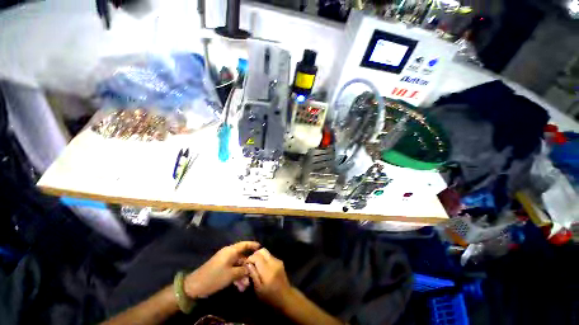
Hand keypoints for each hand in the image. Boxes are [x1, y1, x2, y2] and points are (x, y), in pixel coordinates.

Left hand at [184, 241, 259, 297]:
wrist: (195, 286)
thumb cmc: (215, 277)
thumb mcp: (231, 275)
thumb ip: (243, 271)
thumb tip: (250, 269)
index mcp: (231, 251)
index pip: (245, 244)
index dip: (253, 245)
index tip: (260, 248)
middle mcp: (229, 253)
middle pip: (242, 256)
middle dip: (248, 266)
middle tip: (253, 275)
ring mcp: (224, 261)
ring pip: (238, 265)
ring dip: (242, 274)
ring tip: (245, 286)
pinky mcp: (221, 268)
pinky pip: (232, 269)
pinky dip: (236, 276)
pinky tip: (239, 286)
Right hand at [245, 248, 292, 308]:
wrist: (286, 297)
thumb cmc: (270, 297)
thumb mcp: (258, 289)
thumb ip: (253, 275)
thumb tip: (248, 264)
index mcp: (268, 270)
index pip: (257, 257)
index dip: (250, 258)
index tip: (246, 264)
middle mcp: (274, 262)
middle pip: (263, 251)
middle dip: (255, 255)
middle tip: (250, 263)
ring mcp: (278, 261)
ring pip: (266, 252)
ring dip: (260, 256)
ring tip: (256, 265)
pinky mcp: (280, 262)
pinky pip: (270, 256)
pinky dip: (264, 259)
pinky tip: (262, 267)